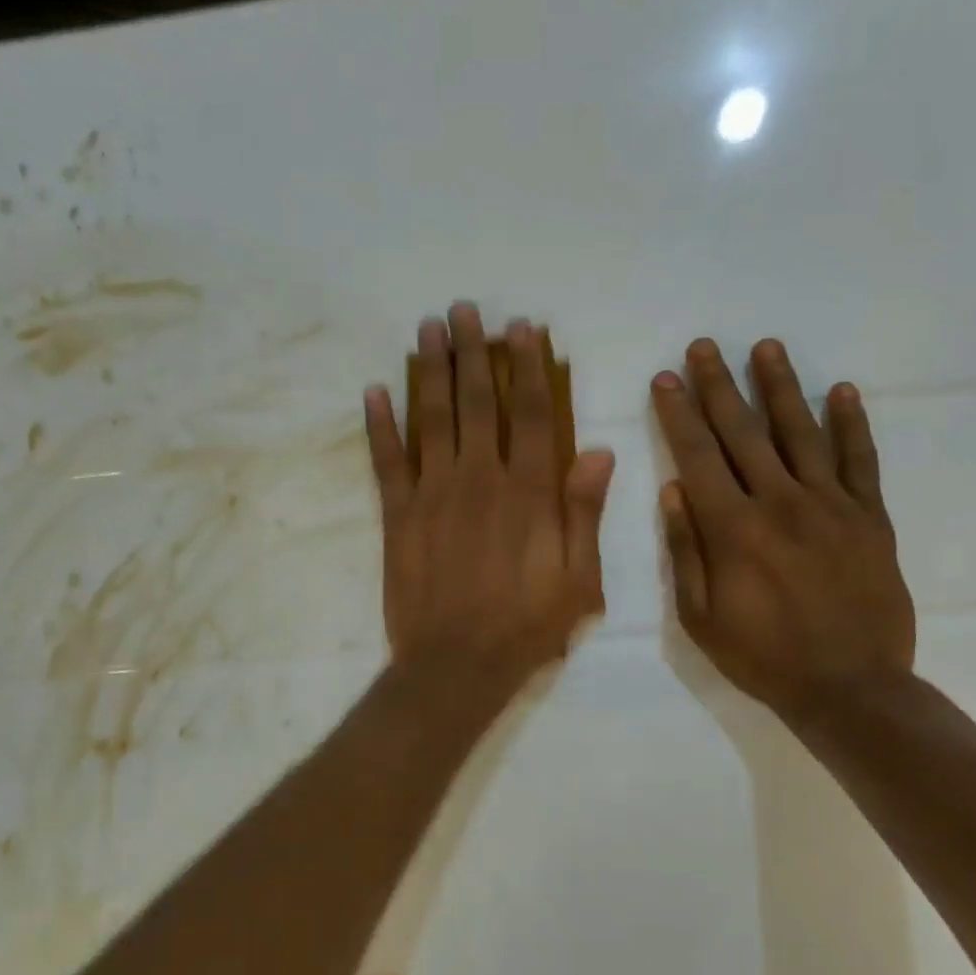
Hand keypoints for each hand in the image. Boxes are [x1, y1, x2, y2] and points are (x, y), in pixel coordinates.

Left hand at [366, 303, 614, 696]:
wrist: (457, 664)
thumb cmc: (526, 626)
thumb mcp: (578, 579)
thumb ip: (585, 513)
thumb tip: (601, 452)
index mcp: (529, 492)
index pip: (532, 414)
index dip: (528, 368)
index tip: (522, 328)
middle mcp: (480, 479)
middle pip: (477, 402)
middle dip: (472, 352)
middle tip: (463, 309)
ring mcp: (433, 494)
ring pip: (432, 418)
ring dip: (429, 370)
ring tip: (426, 329)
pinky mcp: (397, 516)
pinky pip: (387, 461)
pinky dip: (379, 425)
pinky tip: (374, 391)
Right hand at [651, 338, 913, 717]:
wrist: (851, 688)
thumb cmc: (763, 657)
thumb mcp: (701, 618)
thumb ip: (687, 550)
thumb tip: (673, 491)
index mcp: (734, 529)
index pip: (698, 457)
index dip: (679, 415)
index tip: (666, 378)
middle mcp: (780, 503)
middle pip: (744, 432)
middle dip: (719, 386)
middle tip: (704, 345)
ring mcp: (832, 506)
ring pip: (801, 433)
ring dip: (781, 387)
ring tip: (766, 347)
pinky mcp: (870, 518)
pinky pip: (861, 461)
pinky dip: (852, 424)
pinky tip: (842, 390)